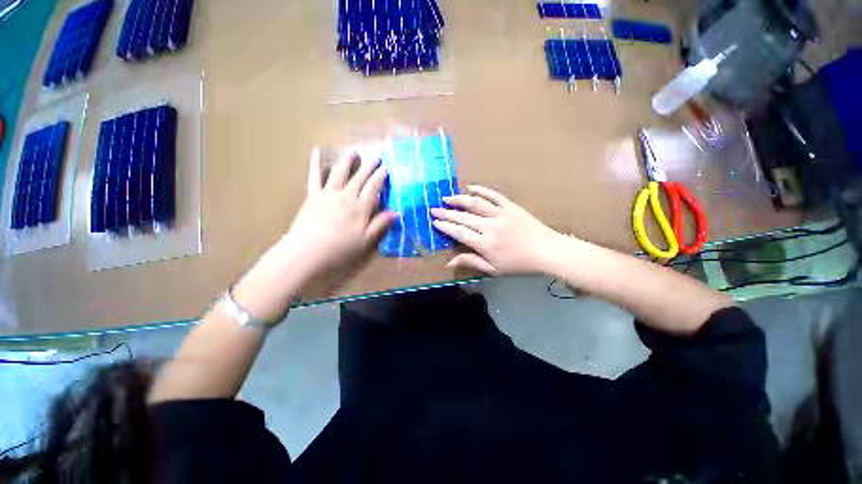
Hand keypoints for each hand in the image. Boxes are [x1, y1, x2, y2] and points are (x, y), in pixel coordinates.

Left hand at [283, 148, 395, 277]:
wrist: (307, 252)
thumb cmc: (340, 249)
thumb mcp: (366, 241)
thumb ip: (380, 224)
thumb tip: (397, 212)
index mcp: (360, 208)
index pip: (373, 188)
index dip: (380, 177)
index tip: (386, 168)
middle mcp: (346, 196)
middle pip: (359, 178)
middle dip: (368, 166)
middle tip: (375, 155)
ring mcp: (328, 194)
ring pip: (340, 172)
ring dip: (347, 161)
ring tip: (353, 151)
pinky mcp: (312, 195)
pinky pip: (314, 176)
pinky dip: (316, 163)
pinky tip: (317, 151)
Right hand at [431, 185, 563, 274]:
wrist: (547, 251)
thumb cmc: (519, 264)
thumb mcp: (494, 270)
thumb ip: (471, 263)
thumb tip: (449, 263)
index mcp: (485, 244)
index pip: (459, 232)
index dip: (445, 226)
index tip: (434, 222)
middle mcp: (489, 226)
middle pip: (463, 217)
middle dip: (446, 213)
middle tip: (433, 209)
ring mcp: (500, 213)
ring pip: (475, 203)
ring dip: (459, 199)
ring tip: (447, 198)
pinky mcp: (510, 206)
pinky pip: (493, 195)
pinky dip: (481, 190)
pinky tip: (471, 187)